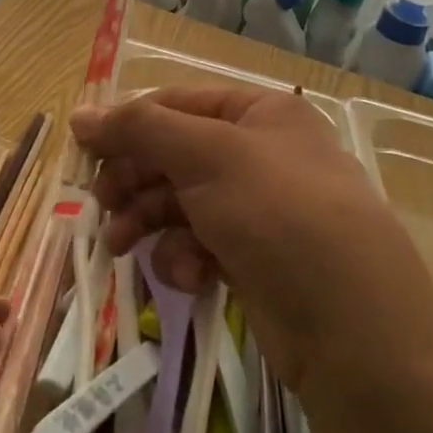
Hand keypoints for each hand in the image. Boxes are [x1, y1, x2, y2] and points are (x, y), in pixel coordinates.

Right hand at [71, 85, 432, 391]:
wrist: (352, 328)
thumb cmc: (277, 213)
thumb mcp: (206, 156)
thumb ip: (139, 130)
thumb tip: (80, 114)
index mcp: (259, 113)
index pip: (177, 104)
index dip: (128, 124)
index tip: (83, 151)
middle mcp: (261, 154)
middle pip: (176, 155)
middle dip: (135, 180)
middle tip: (101, 205)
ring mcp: (260, 210)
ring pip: (182, 203)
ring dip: (149, 221)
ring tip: (121, 246)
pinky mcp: (255, 260)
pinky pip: (201, 244)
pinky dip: (185, 258)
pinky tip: (186, 276)